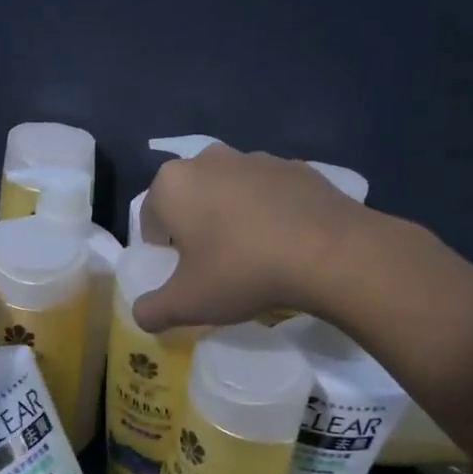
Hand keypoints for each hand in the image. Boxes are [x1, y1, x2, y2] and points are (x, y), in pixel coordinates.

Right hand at [134, 146, 389, 331]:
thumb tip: (142, 315)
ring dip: (231, 216)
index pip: (151, 217)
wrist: (330, 253)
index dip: (161, 249)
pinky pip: (269, 192)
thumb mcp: (187, 303)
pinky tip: (284, 243)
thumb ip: (152, 310)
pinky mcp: (297, 167)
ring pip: (229, 191)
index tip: (181, 273)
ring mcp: (256, 158)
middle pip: (190, 198)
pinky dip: (269, 212)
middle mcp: (208, 159)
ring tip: (252, 255)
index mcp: (172, 183)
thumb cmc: (241, 271)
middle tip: (213, 264)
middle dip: (195, 226)